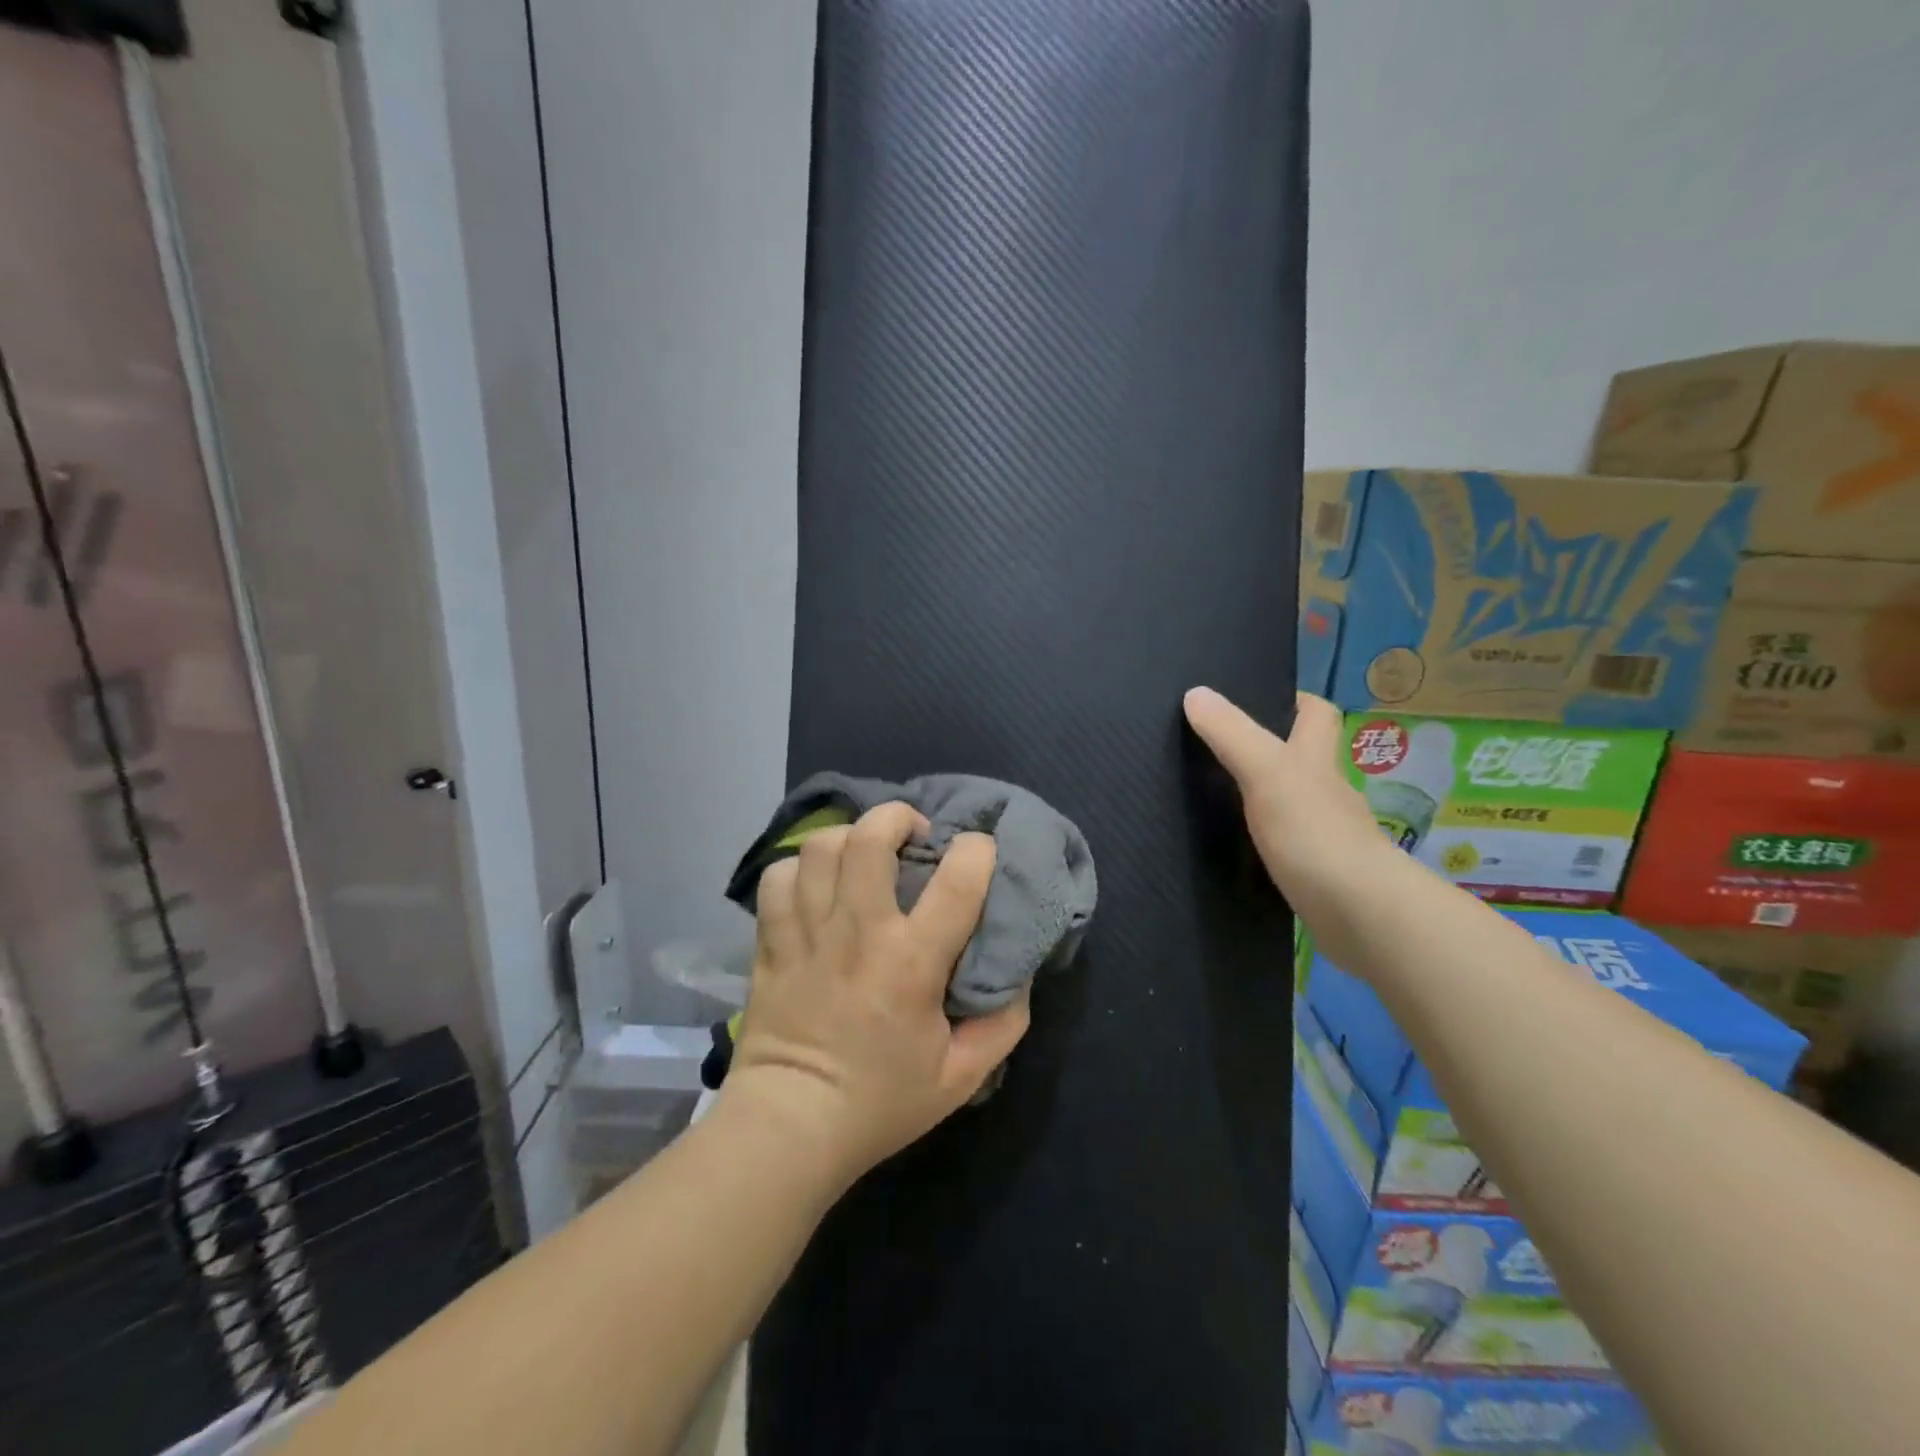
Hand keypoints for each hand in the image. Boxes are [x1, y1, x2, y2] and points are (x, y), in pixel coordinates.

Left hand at [724, 802, 1029, 1185]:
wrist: (789, 1128)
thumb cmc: (880, 1102)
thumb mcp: (961, 1078)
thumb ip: (1003, 1023)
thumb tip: (1017, 974)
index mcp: (912, 962)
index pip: (957, 880)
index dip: (976, 850)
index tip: (978, 851)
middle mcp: (859, 932)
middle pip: (870, 838)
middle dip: (897, 817)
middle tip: (912, 835)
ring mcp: (808, 932)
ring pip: (820, 848)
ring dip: (848, 837)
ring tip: (862, 854)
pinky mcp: (771, 942)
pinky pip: (777, 878)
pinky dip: (798, 869)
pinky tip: (815, 884)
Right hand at [1183, 687, 1401, 962]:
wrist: (1361, 916)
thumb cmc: (1315, 834)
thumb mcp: (1267, 774)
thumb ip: (1232, 735)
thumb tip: (1196, 693)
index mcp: (1317, 760)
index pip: (1316, 714)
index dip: (1292, 700)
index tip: (1255, 699)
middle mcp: (1325, 792)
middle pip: (1302, 759)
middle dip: (1268, 750)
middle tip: (1216, 749)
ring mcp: (1324, 835)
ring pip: (1291, 804)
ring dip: (1261, 799)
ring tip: (1212, 798)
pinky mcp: (1317, 873)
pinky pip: (1285, 846)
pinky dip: (1263, 842)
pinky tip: (1234, 848)